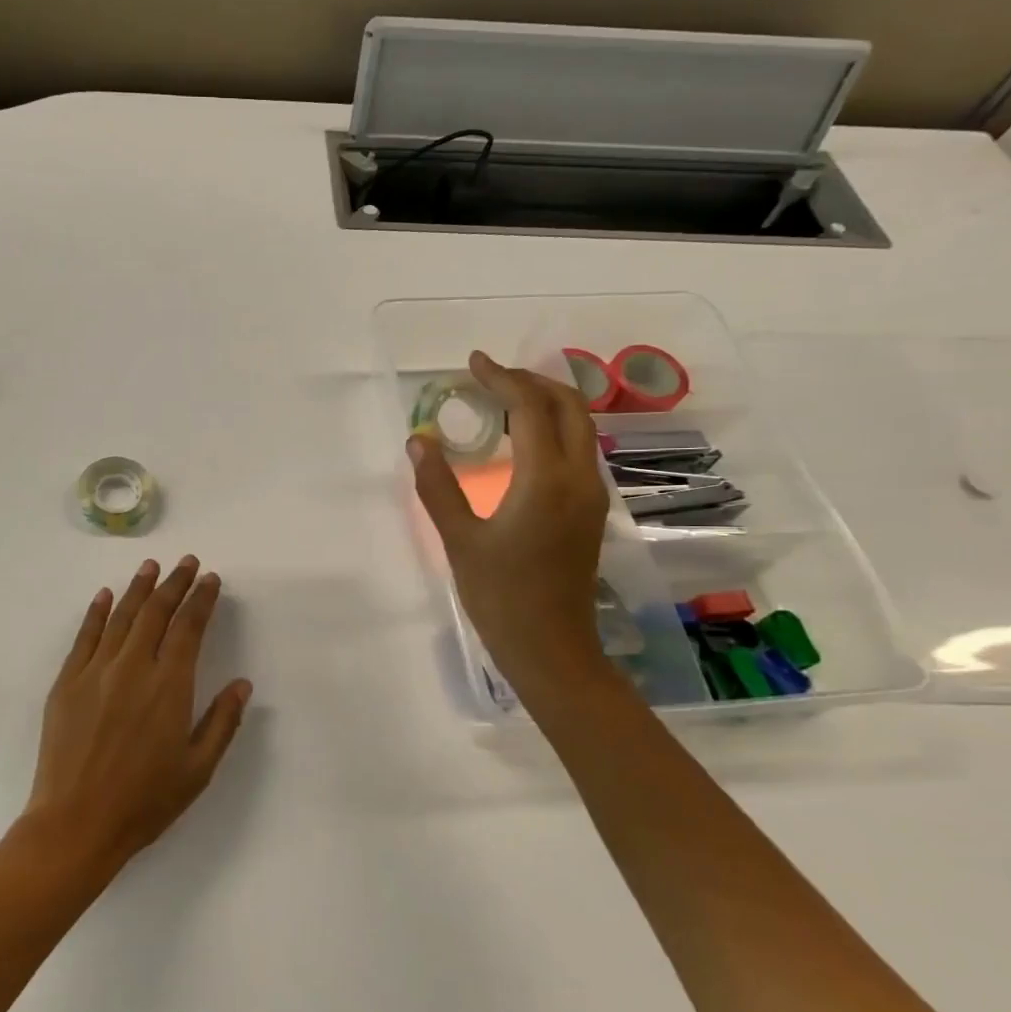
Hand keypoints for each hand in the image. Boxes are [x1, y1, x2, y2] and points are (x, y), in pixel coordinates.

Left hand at [21, 556, 252, 873]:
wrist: (76, 823)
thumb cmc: (144, 801)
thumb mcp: (197, 769)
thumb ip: (222, 722)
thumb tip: (242, 684)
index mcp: (169, 686)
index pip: (189, 628)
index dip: (201, 599)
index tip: (210, 579)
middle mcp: (133, 668)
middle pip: (156, 612)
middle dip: (175, 583)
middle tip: (187, 562)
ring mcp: (95, 671)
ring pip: (121, 616)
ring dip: (139, 588)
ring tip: (152, 566)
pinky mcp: (67, 682)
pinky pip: (85, 636)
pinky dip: (96, 612)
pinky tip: (105, 595)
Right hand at [408, 351, 611, 685]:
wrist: (551, 649)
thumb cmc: (501, 596)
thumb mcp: (459, 540)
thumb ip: (438, 486)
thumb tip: (419, 441)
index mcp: (547, 480)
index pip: (530, 408)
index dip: (501, 378)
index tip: (472, 362)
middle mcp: (579, 477)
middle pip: (568, 405)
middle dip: (531, 380)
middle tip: (489, 376)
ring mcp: (591, 494)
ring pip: (580, 426)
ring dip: (545, 402)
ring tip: (503, 399)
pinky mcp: (589, 510)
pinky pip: (578, 449)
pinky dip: (553, 428)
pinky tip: (523, 439)